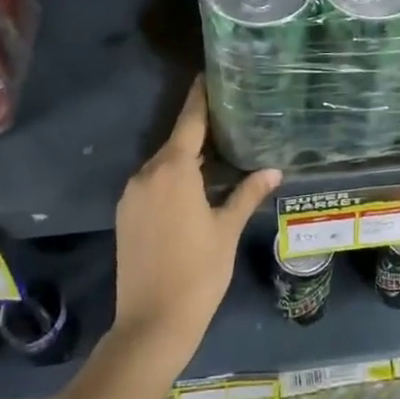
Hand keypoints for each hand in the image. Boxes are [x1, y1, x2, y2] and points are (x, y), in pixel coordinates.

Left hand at [113, 77, 280, 364]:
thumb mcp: (227, 230)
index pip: (189, 123)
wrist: (152, 322)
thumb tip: (274, 170)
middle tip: (228, 118)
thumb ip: (247, 193)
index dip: (200, 98)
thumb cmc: (198, 272)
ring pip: (162, 164)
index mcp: (173, 172)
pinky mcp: (125, 215)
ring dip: (186, 157)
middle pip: (175, 142)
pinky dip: (172, 177)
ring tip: (217, 151)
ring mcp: (131, 196)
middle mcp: (146, 175)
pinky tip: (194, 186)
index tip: (208, 75)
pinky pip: (152, 184)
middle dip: (199, 130)